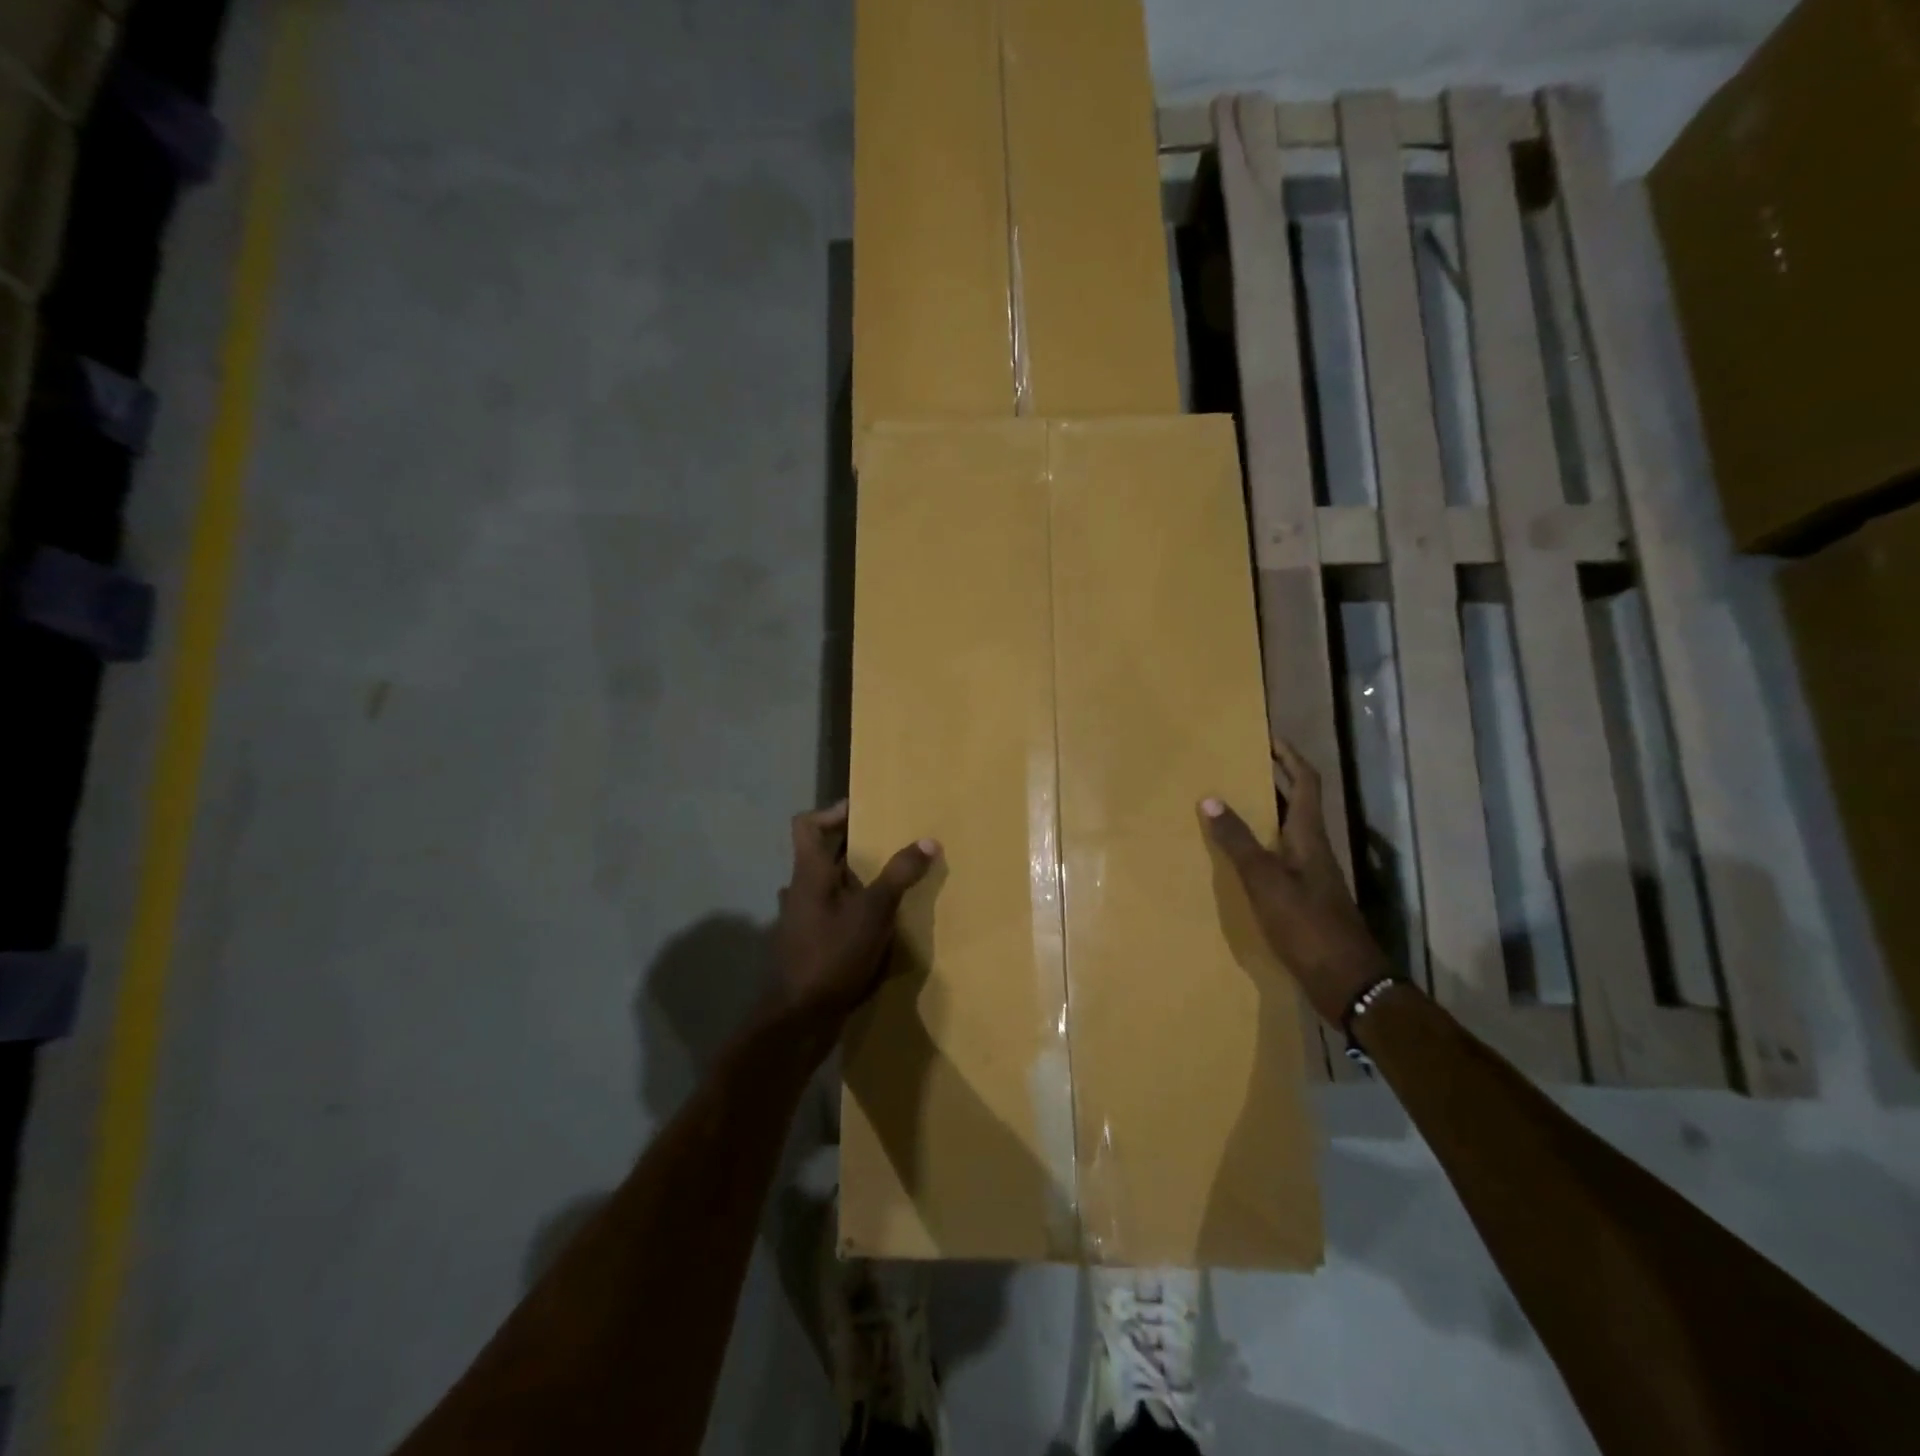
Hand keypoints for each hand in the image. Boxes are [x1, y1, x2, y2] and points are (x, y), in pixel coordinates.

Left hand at [771, 802, 939, 1033]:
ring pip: (827, 887)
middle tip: (890, 844)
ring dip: (855, 881)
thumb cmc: (832, 956)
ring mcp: (801, 921)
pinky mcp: (808, 946)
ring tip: (890, 883)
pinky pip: (831, 914)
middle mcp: (799, 892)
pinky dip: (852, 910)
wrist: (798, 1020)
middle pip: (822, 855)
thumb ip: (899, 876)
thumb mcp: (873, 912)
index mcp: (808, 874)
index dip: (832, 812)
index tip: (864, 812)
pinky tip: (879, 925)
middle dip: (855, 848)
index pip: (807, 825)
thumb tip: (928, 840)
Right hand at [1202, 740, 1391, 1025]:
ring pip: (1289, 832)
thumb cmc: (1308, 926)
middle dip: (1275, 781)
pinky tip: (1241, 859)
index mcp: (1310, 838)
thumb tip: (1210, 798)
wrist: (1348, 983)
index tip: (1271, 738)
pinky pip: (1281, 859)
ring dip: (1267, 814)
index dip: (1291, 758)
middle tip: (1243, 766)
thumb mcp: (1266, 881)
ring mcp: (1313, 877)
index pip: (1307, 784)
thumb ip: (1238, 842)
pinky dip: (1262, 847)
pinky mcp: (1306, 901)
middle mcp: (1314, 851)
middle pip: (1298, 804)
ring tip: (1233, 806)